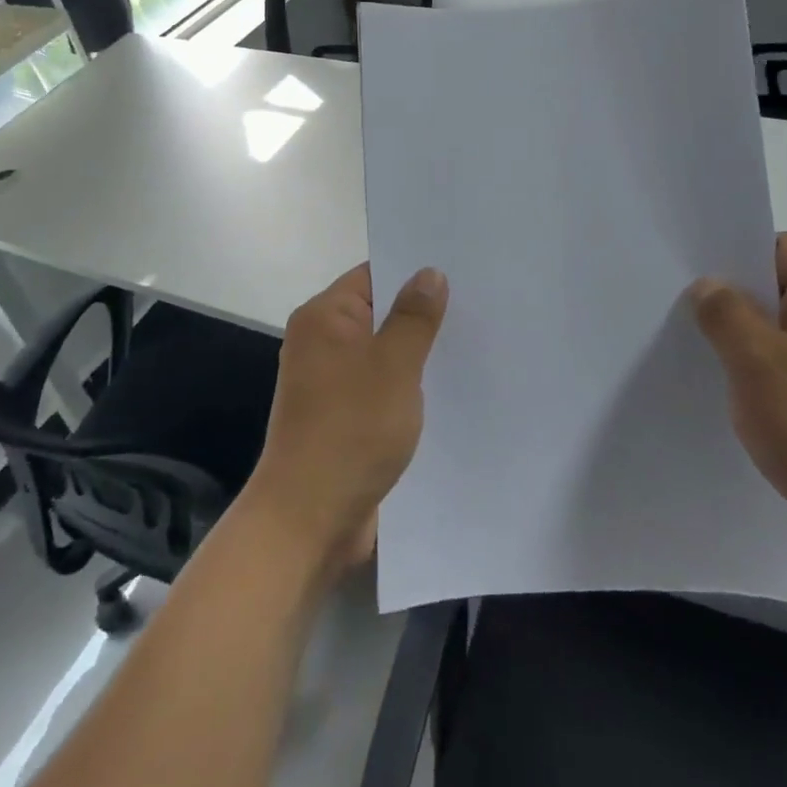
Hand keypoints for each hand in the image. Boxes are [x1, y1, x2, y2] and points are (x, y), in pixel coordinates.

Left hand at [242, 264, 449, 578]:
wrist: (309, 518)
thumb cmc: (351, 429)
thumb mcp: (394, 366)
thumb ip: (414, 317)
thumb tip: (429, 272)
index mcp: (324, 318)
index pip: (372, 275)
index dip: (412, 270)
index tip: (459, 268)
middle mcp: (321, 342)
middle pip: (378, 313)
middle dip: (421, 313)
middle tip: (476, 305)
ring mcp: (329, 382)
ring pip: (381, 352)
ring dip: (416, 353)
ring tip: (472, 343)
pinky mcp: (340, 416)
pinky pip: (378, 386)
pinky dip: (405, 385)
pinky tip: (446, 390)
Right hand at [689, 233, 786, 598]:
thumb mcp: (761, 365)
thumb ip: (726, 314)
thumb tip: (708, 285)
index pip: (783, 247)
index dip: (736, 249)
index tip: (687, 265)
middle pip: (777, 287)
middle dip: (728, 295)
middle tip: (673, 304)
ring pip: (777, 332)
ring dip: (738, 338)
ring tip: (688, 345)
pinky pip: (784, 369)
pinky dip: (753, 372)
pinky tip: (720, 388)